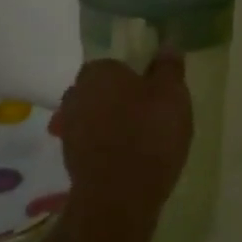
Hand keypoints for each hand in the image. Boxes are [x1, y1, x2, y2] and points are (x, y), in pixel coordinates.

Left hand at [54, 55, 193, 226]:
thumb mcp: (172, 95)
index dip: (136, 79)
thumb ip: (169, 67)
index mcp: (97, 71)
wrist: (118, 198)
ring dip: (113, 126)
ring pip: (97, 117)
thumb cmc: (148, 135)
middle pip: (103, 91)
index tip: (155, 96)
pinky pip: (94, 144)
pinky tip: (129, 162)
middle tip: (151, 118)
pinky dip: (108, 149)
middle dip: (121, 101)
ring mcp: (69, 128)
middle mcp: (75, 93)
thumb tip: (168, 43)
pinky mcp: (69, 159)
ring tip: (143, 143)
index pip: (116, 65)